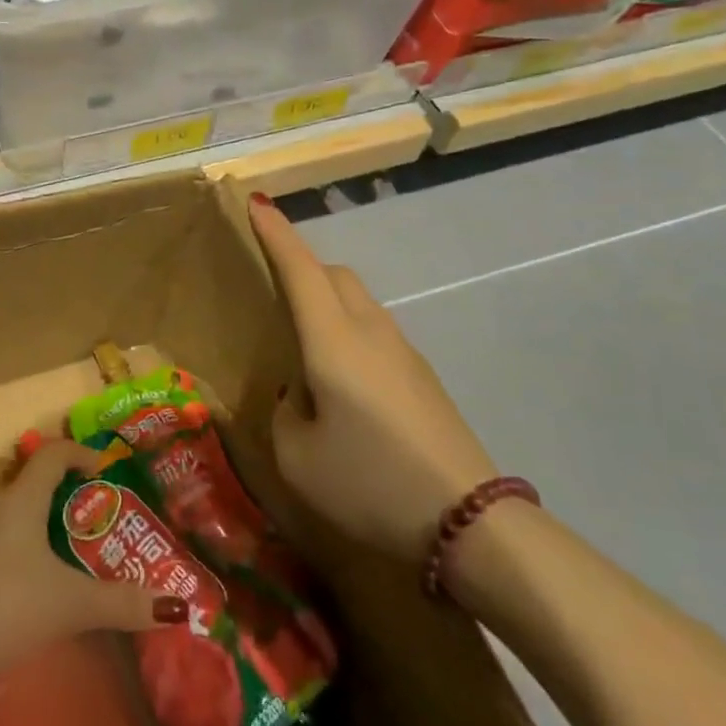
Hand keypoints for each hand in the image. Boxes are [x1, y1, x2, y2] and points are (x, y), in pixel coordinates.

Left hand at [0, 441, 178, 716]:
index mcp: (21, 498)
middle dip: (29, 472)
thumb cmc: (9, 610)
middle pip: (7, 463)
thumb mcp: (72, 607)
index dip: (77, 453)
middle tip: (48, 500)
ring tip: (3, 509)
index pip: (52, 455)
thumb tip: (177, 607)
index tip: (95, 468)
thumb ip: (123, 604)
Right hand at [248, 193, 498, 559]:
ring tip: (303, 344)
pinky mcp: (422, 377)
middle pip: (335, 275)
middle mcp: (370, 331)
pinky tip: (341, 383)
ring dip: (327, 302)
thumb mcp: (297, 458)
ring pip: (358, 303)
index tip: (257, 203)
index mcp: (333, 341)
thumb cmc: (369, 483)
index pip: (300, 269)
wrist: (468, 521)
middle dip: (302, 266)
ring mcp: (404, 352)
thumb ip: (285, 413)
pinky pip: (375, 332)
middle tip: (272, 288)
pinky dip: (348, 333)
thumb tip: (300, 395)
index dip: (276, 234)